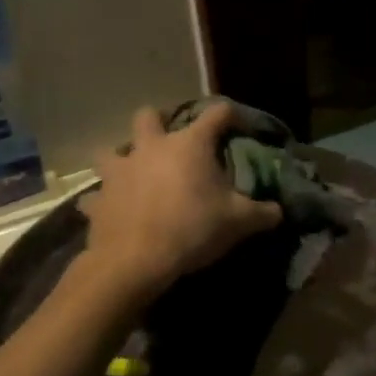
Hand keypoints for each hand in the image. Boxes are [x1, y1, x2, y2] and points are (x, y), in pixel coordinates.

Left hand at [78, 103, 282, 296]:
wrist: (134, 262)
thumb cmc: (193, 229)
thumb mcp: (239, 222)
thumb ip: (263, 213)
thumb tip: (279, 211)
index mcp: (190, 144)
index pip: (217, 113)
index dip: (231, 116)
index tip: (239, 128)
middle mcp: (152, 147)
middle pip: (149, 115)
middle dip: (160, 122)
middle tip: (172, 142)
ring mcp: (119, 171)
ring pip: (111, 150)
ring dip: (123, 158)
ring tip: (137, 174)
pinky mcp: (97, 199)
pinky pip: (96, 195)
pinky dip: (104, 200)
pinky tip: (112, 211)